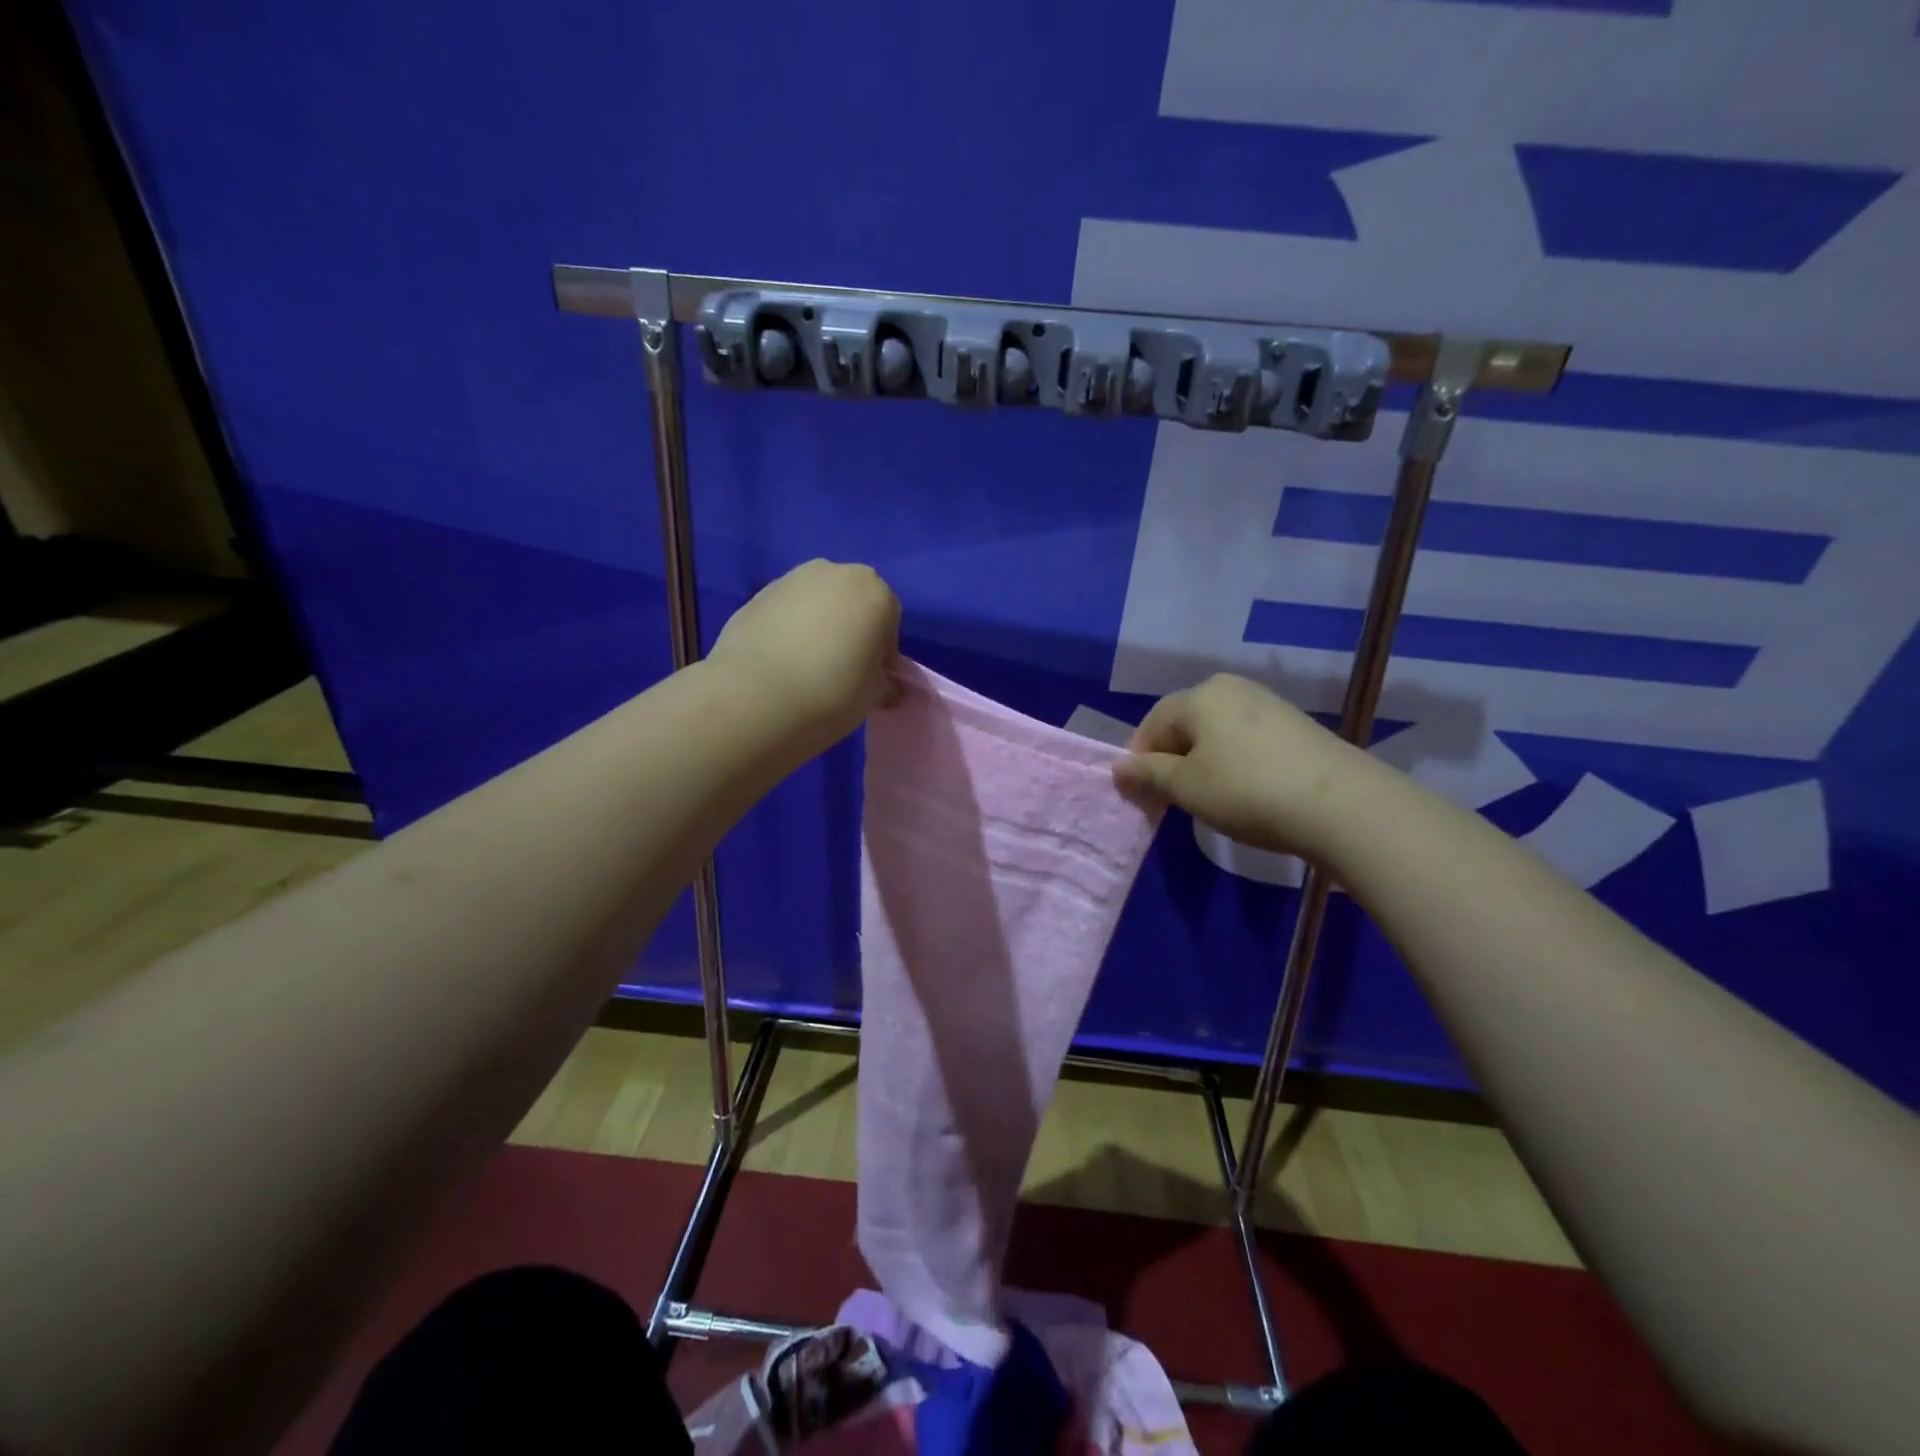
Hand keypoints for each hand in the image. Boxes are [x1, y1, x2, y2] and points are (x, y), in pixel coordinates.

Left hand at [709, 559, 900, 747]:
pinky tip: (779, 662)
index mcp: (876, 592)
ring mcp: (791, 579)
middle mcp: (836, 573)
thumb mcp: (874, 696)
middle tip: (839, 670)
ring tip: (805, 667)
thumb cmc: (833, 692)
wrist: (757, 697)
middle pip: (852, 603)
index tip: (868, 679)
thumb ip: (885, 683)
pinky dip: (787, 629)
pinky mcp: (756, 594)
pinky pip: (785, 612)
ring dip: (817, 626)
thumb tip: (887, 686)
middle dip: (850, 630)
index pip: (889, 622)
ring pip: (816, 603)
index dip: (881, 654)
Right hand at [1114, 674, 1372, 858]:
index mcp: (1198, 696)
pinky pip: (1244, 737)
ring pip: (1215, 731)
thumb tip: (1118, 767)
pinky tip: (1243, 789)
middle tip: (1170, 798)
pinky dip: (1232, 760)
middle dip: (1170, 759)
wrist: (1339, 804)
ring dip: (1201, 760)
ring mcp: (1265, 702)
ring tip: (1207, 796)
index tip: (1139, 795)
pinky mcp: (1293, 723)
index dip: (1139, 760)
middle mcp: (1230, 688)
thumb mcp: (1186, 787)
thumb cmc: (1246, 791)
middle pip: (1184, 723)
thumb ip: (1148, 773)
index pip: (1151, 724)